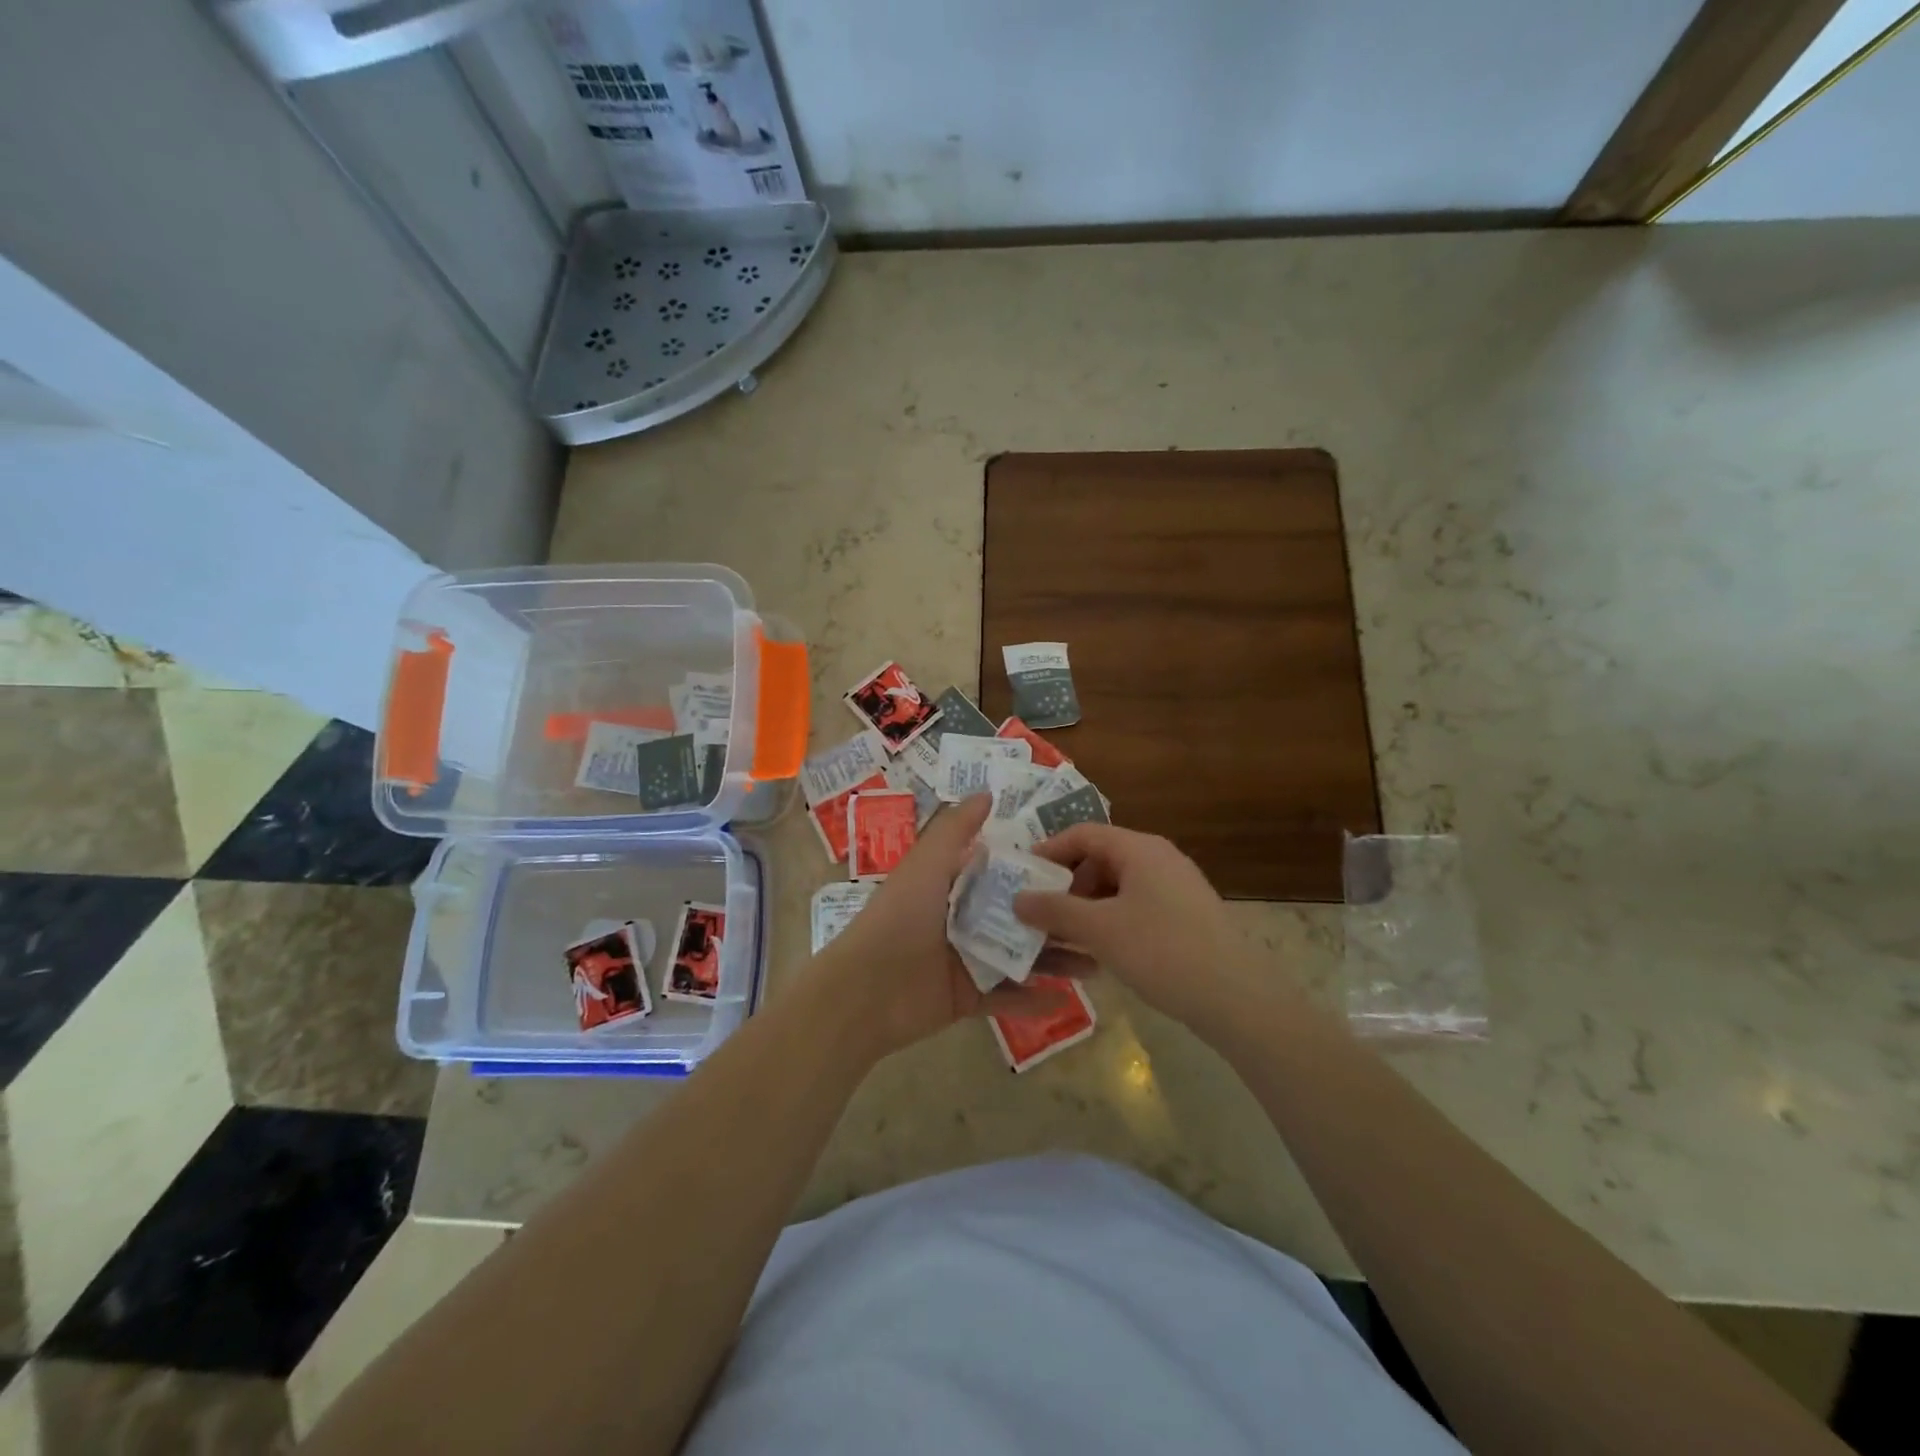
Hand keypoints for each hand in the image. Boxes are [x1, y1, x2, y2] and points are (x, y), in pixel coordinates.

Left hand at [816, 796, 1078, 1059]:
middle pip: (1018, 917)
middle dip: (1057, 918)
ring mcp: (966, 961)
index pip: (1001, 872)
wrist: (866, 992)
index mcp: (952, 886)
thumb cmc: (899, 918)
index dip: (1036, 867)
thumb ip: (954, 829)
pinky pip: (1006, 998)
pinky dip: (1032, 1000)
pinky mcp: (967, 998)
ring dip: (1054, 960)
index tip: (1080, 865)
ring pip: (1019, 958)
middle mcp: (962, 920)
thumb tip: (987, 793)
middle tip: (1101, 918)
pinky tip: (1067, 1000)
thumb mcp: (926, 864)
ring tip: (1097, 962)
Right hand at [1014, 824, 1268, 1033]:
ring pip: (1118, 886)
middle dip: (1066, 884)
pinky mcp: (1186, 916)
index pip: (1083, 833)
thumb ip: (1055, 911)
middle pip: (1100, 858)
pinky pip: (1137, 906)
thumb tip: (1017, 898)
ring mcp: (1176, 887)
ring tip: (1064, 937)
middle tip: (1040, 912)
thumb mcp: (1099, 930)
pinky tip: (1099, 952)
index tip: (1022, 876)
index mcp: (1139, 848)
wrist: (1236, 997)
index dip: (1048, 850)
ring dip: (1086, 907)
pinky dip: (1111, 921)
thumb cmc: (1162, 951)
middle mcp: (1159, 858)